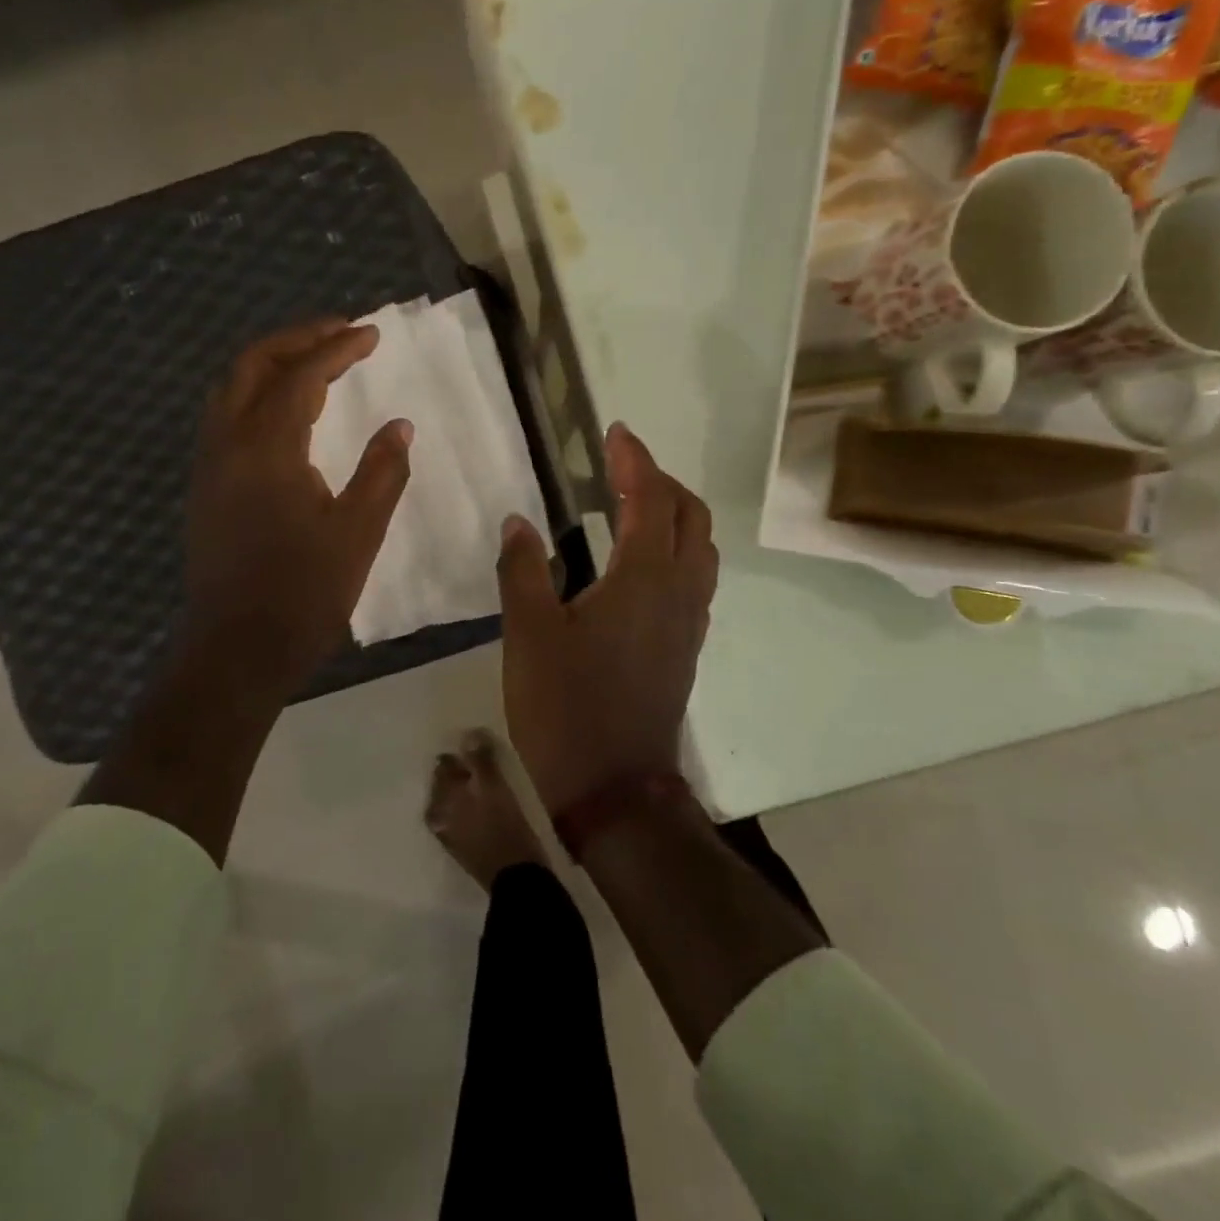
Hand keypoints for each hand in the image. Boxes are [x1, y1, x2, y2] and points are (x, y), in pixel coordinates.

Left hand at [180, 318, 411, 696]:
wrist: (237, 650)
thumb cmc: (303, 594)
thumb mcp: (358, 533)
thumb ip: (382, 472)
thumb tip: (400, 426)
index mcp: (267, 449)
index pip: (302, 376)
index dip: (338, 348)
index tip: (372, 333)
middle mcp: (228, 444)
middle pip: (252, 365)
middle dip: (297, 339)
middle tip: (341, 333)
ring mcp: (210, 466)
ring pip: (231, 389)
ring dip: (272, 364)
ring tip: (316, 363)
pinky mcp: (206, 488)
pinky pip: (226, 418)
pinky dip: (256, 395)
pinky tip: (286, 415)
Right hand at [495, 422, 717, 814]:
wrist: (614, 788)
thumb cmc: (567, 707)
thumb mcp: (529, 634)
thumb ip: (523, 570)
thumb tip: (519, 522)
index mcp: (644, 578)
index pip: (649, 499)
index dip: (635, 460)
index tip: (616, 433)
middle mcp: (679, 591)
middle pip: (691, 516)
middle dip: (662, 481)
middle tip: (623, 467)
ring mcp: (690, 622)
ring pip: (701, 549)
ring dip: (676, 515)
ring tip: (635, 507)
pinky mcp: (686, 648)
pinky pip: (696, 580)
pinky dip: (677, 551)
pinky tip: (642, 565)